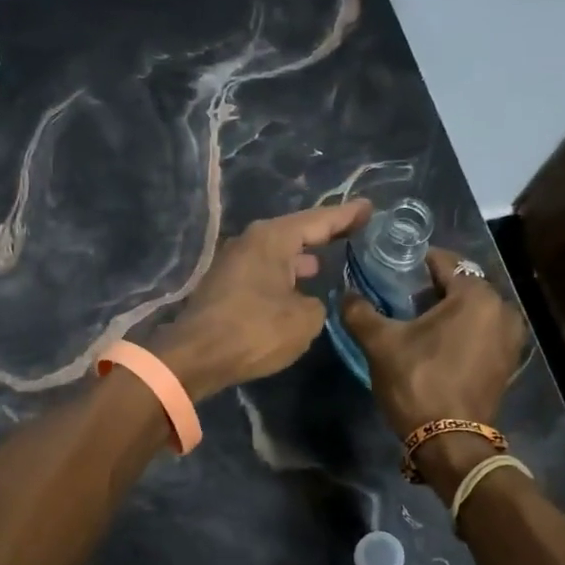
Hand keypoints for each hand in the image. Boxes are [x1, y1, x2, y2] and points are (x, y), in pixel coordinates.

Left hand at [151, 199, 372, 399]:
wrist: (195, 357)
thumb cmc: (254, 331)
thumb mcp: (304, 320)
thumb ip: (317, 304)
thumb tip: (307, 302)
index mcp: (272, 238)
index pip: (318, 220)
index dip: (347, 215)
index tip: (369, 208)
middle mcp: (250, 242)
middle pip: (294, 232)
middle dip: (322, 234)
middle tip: (352, 232)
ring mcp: (233, 263)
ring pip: (276, 254)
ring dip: (300, 257)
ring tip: (325, 261)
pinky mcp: (224, 286)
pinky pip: (264, 272)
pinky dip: (283, 276)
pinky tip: (296, 289)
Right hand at [341, 246, 526, 448]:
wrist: (450, 441)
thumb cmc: (418, 382)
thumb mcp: (380, 344)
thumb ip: (360, 312)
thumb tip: (345, 294)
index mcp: (476, 296)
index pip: (444, 262)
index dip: (416, 262)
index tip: (393, 268)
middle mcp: (502, 310)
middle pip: (462, 285)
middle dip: (432, 288)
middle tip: (400, 296)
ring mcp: (510, 338)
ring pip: (473, 310)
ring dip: (448, 310)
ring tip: (417, 321)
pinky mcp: (507, 361)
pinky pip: (482, 331)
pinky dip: (462, 331)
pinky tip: (436, 343)